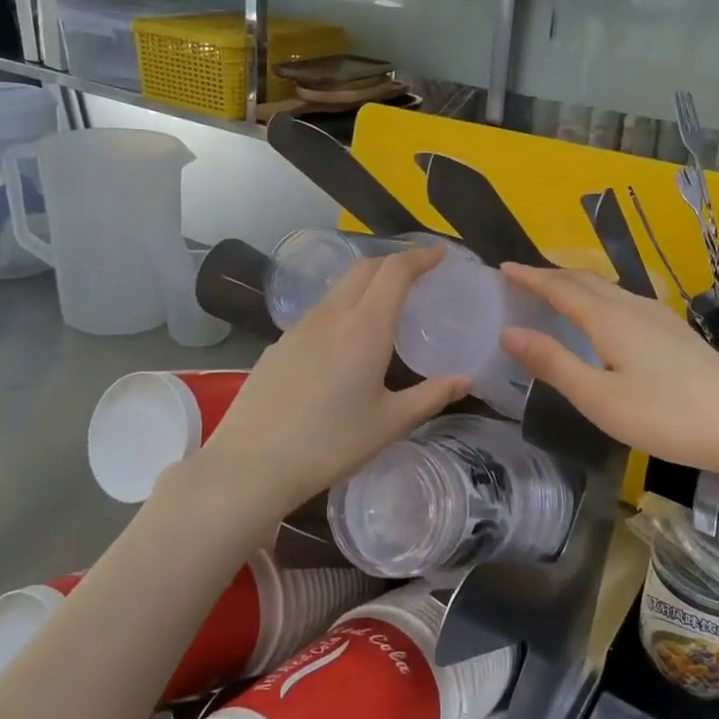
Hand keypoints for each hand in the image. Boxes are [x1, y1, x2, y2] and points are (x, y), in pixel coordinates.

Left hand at [191, 246, 470, 525]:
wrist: (252, 463)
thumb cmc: (330, 443)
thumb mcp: (390, 423)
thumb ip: (431, 396)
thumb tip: (465, 380)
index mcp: (364, 328)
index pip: (395, 271)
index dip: (420, 257)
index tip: (439, 255)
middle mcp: (331, 316)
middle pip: (364, 268)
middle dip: (393, 262)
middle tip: (417, 274)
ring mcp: (299, 328)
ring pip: (338, 289)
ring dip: (366, 283)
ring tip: (384, 305)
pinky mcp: (279, 344)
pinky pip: (318, 313)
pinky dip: (342, 308)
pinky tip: (344, 341)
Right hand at [499, 264, 718, 475]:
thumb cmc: (667, 416)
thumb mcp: (599, 398)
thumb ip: (554, 364)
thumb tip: (509, 333)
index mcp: (610, 319)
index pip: (560, 288)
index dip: (530, 277)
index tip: (502, 267)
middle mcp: (634, 308)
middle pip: (585, 281)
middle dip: (550, 275)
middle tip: (522, 278)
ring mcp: (660, 318)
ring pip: (608, 289)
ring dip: (576, 285)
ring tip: (555, 292)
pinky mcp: (677, 333)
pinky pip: (625, 301)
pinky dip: (599, 298)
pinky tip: (605, 318)